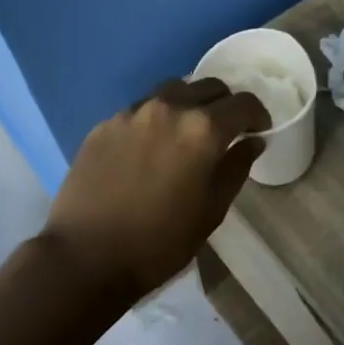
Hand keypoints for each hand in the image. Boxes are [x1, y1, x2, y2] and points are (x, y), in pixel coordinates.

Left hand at [44, 79, 270, 300]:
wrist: (85, 257)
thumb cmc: (160, 241)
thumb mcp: (212, 210)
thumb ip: (236, 168)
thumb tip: (251, 142)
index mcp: (203, 129)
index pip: (243, 103)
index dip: (258, 115)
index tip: (259, 131)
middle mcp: (169, 108)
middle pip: (209, 87)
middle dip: (225, 104)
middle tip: (226, 131)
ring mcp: (132, 113)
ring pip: (173, 91)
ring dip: (190, 104)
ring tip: (187, 133)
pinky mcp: (104, 125)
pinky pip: (141, 109)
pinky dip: (157, 119)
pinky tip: (151, 148)